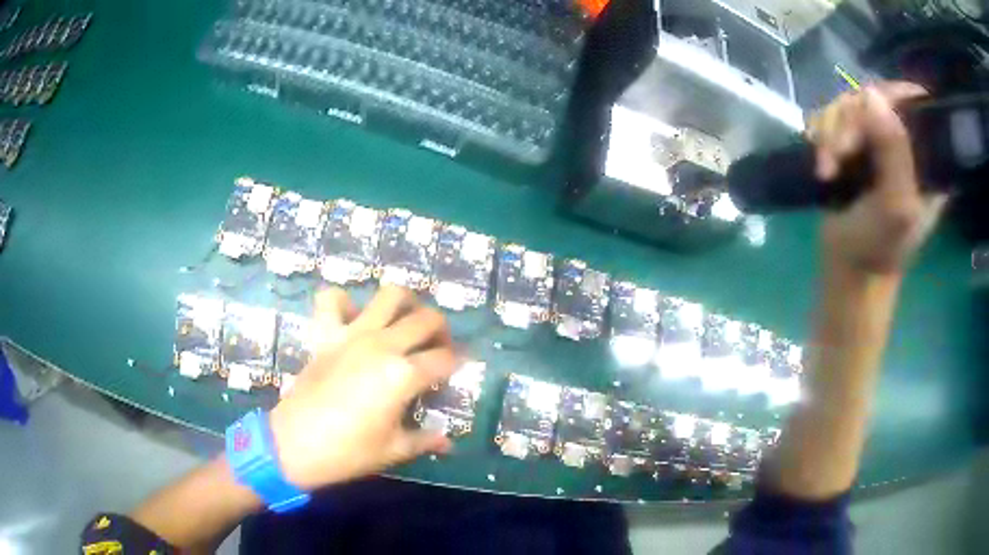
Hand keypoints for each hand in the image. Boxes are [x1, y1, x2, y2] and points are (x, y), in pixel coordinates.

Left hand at [269, 286, 459, 490]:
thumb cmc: (348, 452)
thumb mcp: (393, 450)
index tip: (457, 371)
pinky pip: (332, 299)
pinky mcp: (326, 334)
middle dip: (441, 330)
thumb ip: (425, 440)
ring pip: (390, 295)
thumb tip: (447, 442)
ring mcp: (352, 334)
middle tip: (438, 347)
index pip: (445, 359)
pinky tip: (352, 318)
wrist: (294, 444)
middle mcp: (383, 344)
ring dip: (405, 303)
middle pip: (426, 319)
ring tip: (405, 322)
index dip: (457, 364)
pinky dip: (344, 302)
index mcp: (403, 375)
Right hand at [810, 82, 947, 274]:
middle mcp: (901, 141)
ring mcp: (876, 141)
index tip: (873, 108)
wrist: (850, 271)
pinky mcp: (853, 145)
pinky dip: (821, 138)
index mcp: (926, 156)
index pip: (914, 102)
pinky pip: (832, 119)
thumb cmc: (881, 248)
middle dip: (851, 121)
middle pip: (874, 98)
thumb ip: (893, 151)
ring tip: (826, 170)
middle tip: (840, 153)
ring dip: (830, 134)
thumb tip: (870, 94)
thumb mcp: (897, 205)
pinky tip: (822, 166)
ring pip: (848, 106)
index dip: (893, 94)